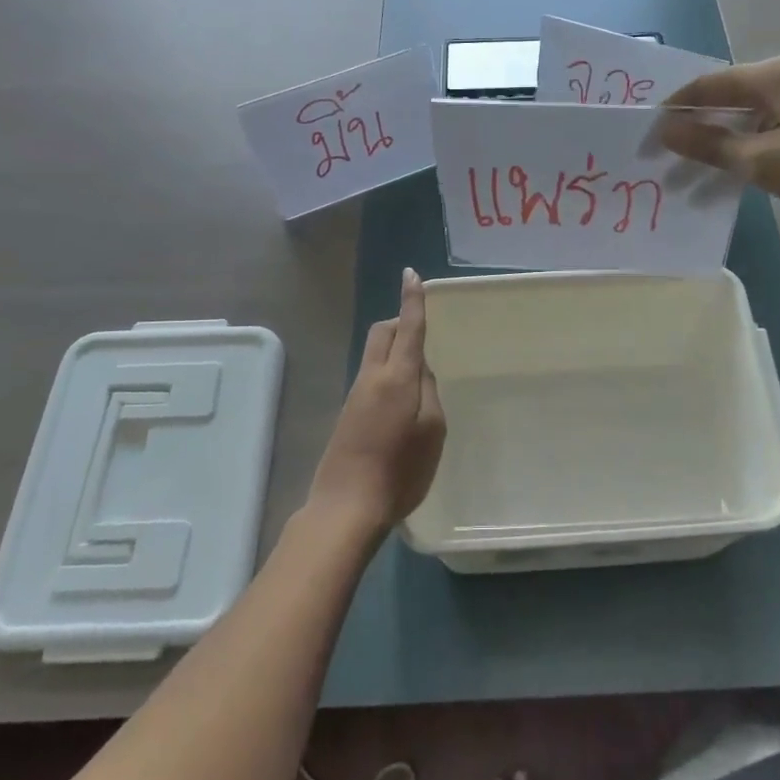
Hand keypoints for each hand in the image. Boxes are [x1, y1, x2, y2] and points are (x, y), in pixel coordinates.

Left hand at [308, 269, 446, 537]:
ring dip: (395, 350)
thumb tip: (420, 370)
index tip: (412, 274)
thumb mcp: (432, 430)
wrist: (346, 506)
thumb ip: (429, 391)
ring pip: (375, 354)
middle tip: (422, 334)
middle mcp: (371, 377)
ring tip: (419, 376)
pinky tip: (402, 402)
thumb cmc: (400, 470)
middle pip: (382, 332)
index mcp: (396, 377)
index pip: (408, 328)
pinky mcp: (348, 414)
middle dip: (400, 322)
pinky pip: (371, 376)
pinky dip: (388, 372)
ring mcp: (355, 395)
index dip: (412, 300)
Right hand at [661, 57, 779, 225]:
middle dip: (700, 126)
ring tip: (707, 169)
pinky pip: (779, 121)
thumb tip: (664, 129)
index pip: (706, 85)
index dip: (674, 109)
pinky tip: (753, 166)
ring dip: (728, 137)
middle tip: (674, 156)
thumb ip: (711, 145)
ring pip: (756, 111)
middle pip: (731, 95)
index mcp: (771, 77)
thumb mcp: (764, 161)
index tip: (651, 135)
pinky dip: (756, 140)